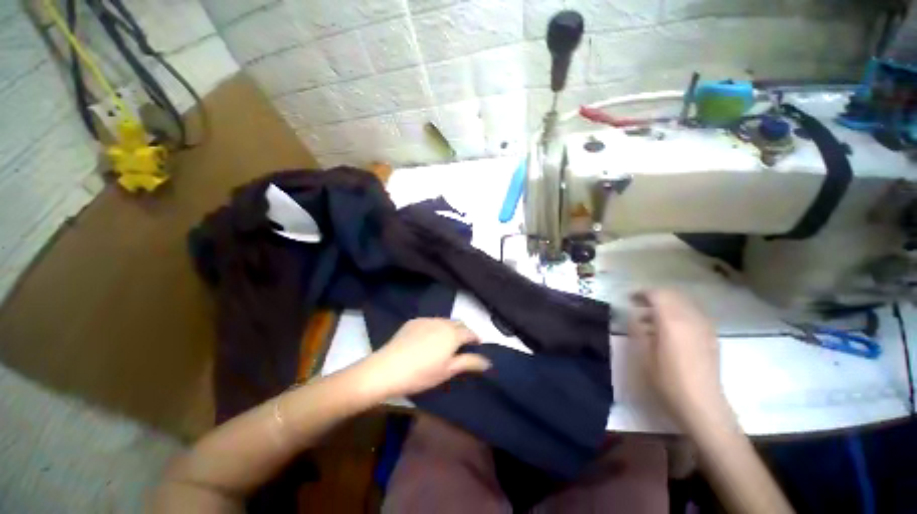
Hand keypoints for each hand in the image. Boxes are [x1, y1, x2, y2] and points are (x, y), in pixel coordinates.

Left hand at [356, 318, 490, 399]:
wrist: (388, 368)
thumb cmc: (422, 373)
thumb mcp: (448, 371)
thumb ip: (469, 362)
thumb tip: (488, 361)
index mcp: (453, 334)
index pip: (470, 332)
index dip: (475, 339)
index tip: (477, 346)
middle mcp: (442, 322)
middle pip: (458, 324)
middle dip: (463, 332)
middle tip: (462, 346)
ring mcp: (427, 320)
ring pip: (444, 321)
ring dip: (449, 329)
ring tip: (445, 343)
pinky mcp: (414, 321)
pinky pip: (430, 322)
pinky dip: (435, 328)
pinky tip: (427, 340)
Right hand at [628, 290, 731, 431]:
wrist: (702, 405)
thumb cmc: (668, 381)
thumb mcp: (643, 355)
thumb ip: (637, 330)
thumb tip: (634, 316)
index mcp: (672, 321)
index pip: (657, 295)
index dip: (641, 293)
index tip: (629, 299)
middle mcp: (691, 319)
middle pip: (673, 295)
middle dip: (654, 296)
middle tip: (638, 305)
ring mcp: (704, 327)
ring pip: (684, 304)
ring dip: (667, 305)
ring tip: (652, 319)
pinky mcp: (711, 337)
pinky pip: (693, 315)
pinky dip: (679, 314)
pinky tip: (671, 330)